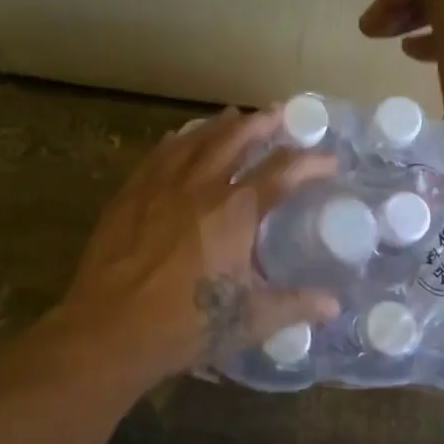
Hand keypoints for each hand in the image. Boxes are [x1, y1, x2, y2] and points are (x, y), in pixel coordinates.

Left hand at [51, 107, 341, 388]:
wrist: (109, 330)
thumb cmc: (185, 325)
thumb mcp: (250, 320)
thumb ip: (295, 306)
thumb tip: (333, 305)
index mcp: (235, 212)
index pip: (282, 173)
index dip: (310, 162)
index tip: (329, 160)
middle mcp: (200, 186)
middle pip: (235, 140)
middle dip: (261, 124)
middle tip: (277, 114)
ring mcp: (161, 186)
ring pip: (195, 140)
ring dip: (219, 125)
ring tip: (233, 115)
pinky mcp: (130, 195)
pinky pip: (158, 155)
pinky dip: (176, 141)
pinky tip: (178, 138)